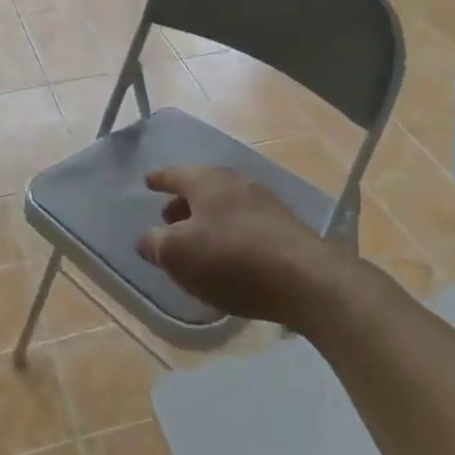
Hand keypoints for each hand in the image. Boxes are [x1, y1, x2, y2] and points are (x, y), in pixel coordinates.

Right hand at [138, 166, 345, 327]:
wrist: (306, 279)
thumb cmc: (231, 259)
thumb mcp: (178, 255)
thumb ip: (156, 244)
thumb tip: (147, 239)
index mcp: (206, 181)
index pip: (175, 174)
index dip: (159, 180)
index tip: (148, 182)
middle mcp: (236, 183)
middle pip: (202, 188)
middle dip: (183, 203)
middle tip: (169, 217)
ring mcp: (265, 203)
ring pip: (226, 205)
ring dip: (208, 219)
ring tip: (197, 240)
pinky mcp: (286, 228)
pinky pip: (246, 224)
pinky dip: (230, 233)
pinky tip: (229, 256)